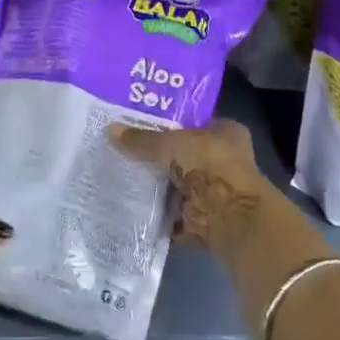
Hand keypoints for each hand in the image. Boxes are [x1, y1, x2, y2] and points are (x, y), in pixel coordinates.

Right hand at [108, 119, 277, 255]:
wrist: (230, 217)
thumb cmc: (209, 165)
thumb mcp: (171, 144)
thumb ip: (142, 140)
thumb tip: (110, 130)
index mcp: (226, 133)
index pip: (193, 122)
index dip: (169, 121)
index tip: (140, 122)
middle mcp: (222, 161)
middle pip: (183, 154)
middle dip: (158, 156)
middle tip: (123, 147)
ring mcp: (212, 192)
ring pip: (176, 184)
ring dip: (155, 184)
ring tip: (119, 173)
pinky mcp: (201, 218)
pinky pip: (171, 212)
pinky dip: (154, 212)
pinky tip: (128, 203)